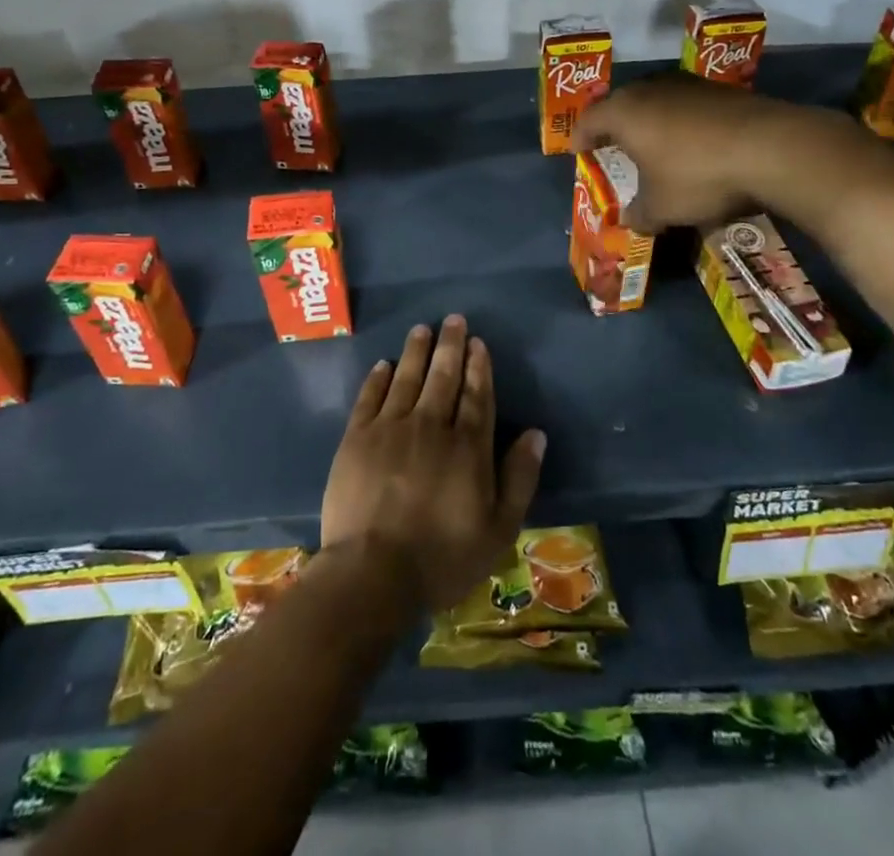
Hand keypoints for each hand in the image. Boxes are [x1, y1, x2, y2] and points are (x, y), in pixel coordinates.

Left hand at [320, 316, 545, 612]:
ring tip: (422, 329)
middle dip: (450, 346)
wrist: (373, 573)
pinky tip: (384, 364)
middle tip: (453, 319)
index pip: (477, 395)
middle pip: (443, 376)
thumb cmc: (443, 557)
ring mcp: (390, 428)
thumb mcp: (499, 529)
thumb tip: (536, 434)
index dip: (479, 366)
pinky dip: (378, 378)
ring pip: (407, 377)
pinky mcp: (357, 438)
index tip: (478, 342)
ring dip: (416, 351)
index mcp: (467, 446)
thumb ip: (519, 478)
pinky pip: (370, 397)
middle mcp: (431, 425)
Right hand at [572, 73, 882, 234]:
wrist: (771, 148)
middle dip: (614, 126)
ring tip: (652, 144)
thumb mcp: (662, 207)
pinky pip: (686, 105)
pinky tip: (693, 143)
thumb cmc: (698, 176)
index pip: (589, 120)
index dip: (580, 137)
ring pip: (656, 100)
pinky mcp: (721, 90)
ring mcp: (688, 85)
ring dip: (650, 121)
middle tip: (612, 146)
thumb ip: (639, 214)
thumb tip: (628, 221)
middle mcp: (651, 89)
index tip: (578, 151)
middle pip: (621, 104)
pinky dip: (681, 122)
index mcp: (625, 112)